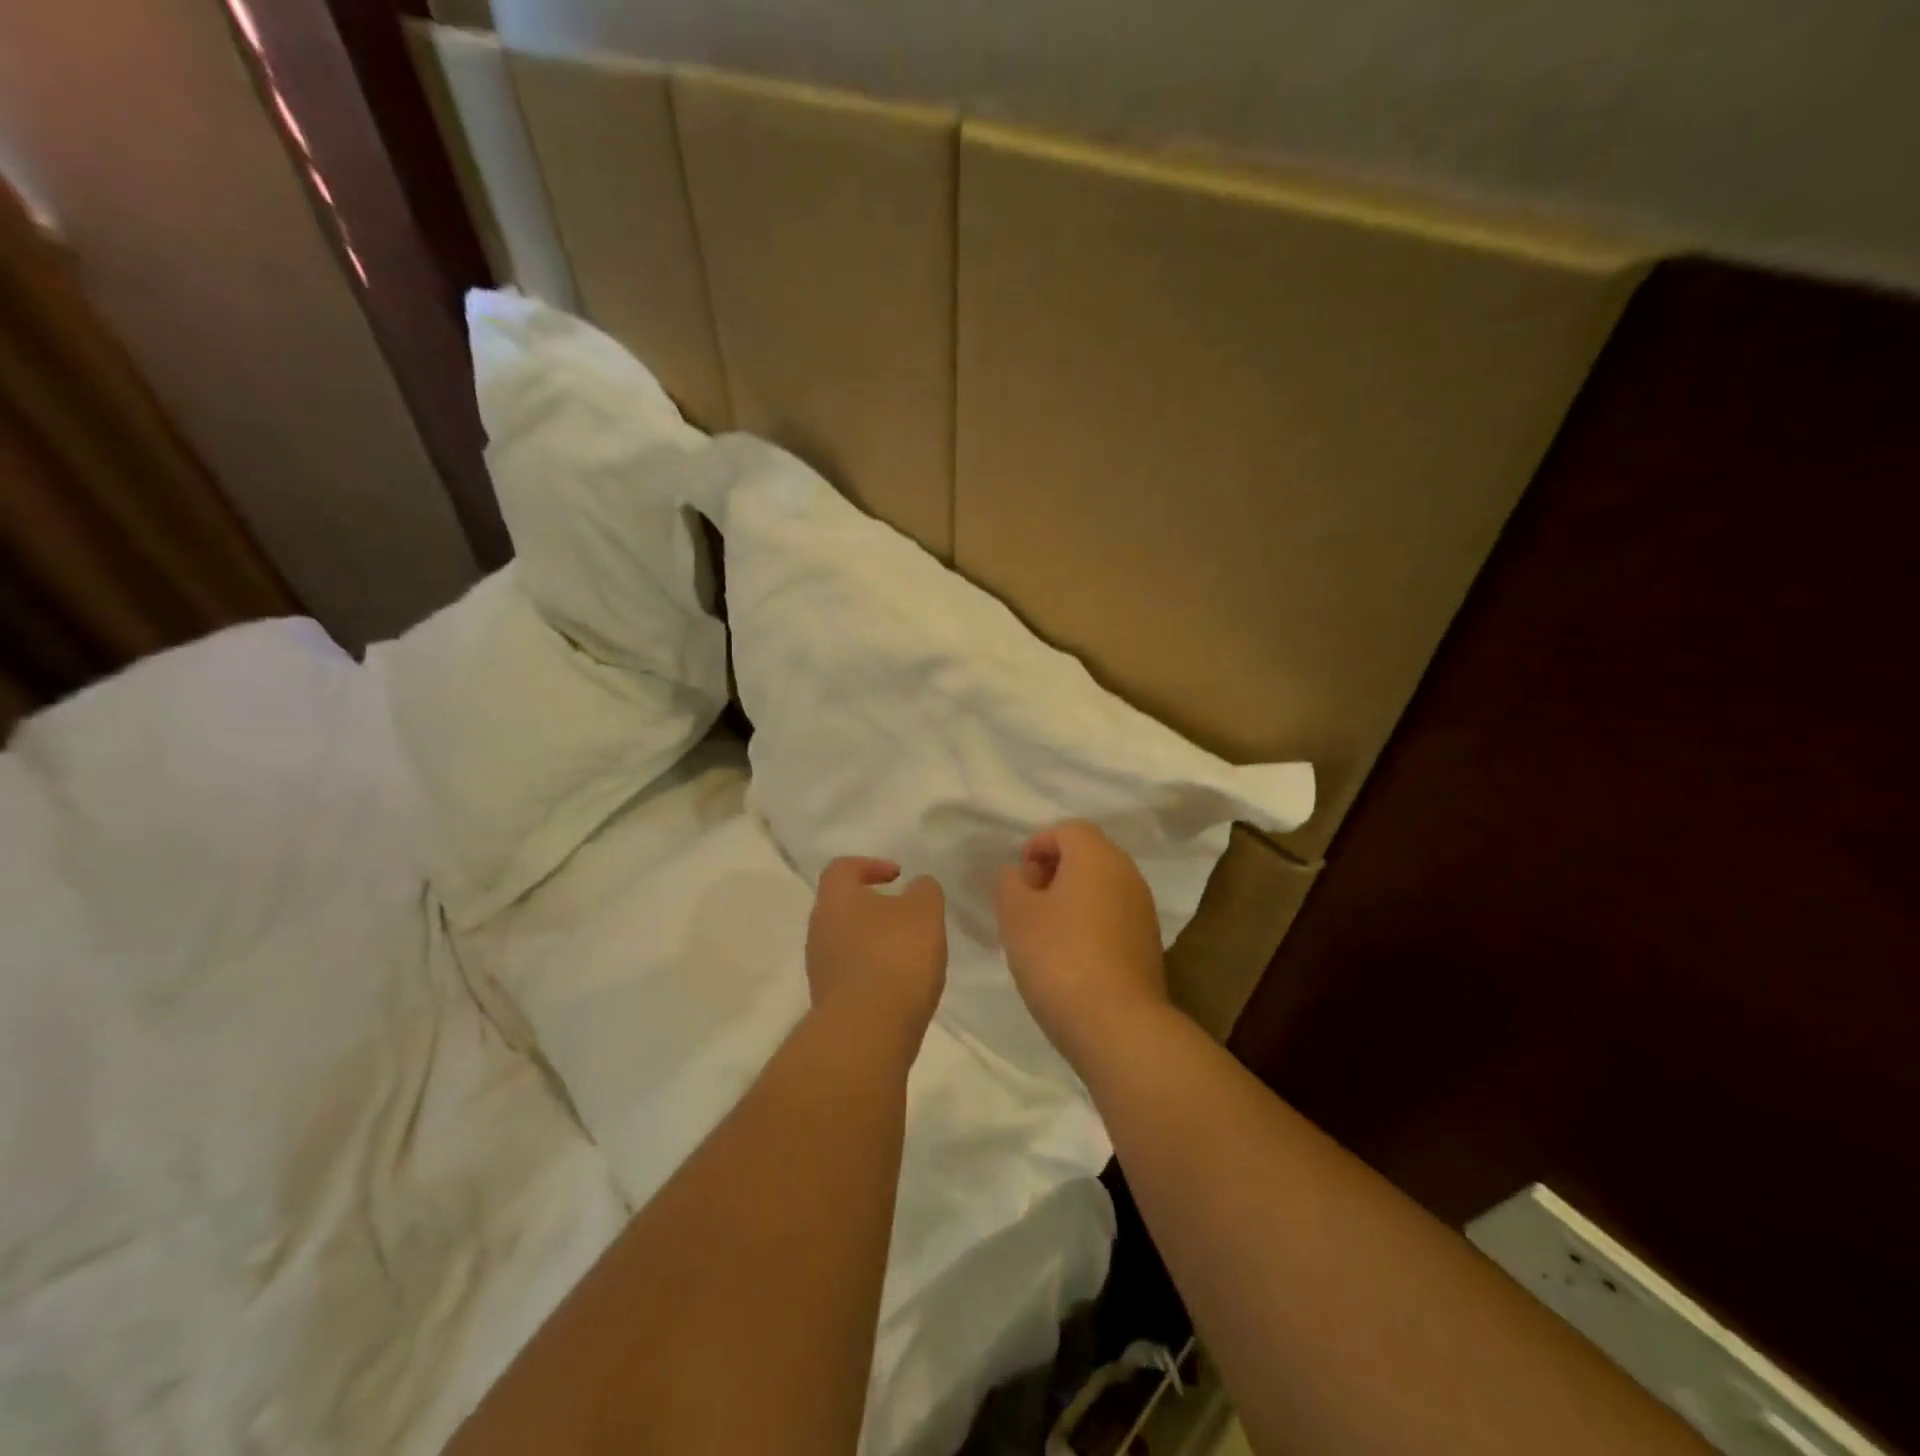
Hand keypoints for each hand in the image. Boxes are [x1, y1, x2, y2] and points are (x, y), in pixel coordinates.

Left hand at [806, 858, 947, 1055]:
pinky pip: (852, 974)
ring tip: (910, 953)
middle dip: (875, 907)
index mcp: (835, 899)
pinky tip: (901, 984)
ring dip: (875, 942)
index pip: (842, 868)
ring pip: (847, 942)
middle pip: (843, 906)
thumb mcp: (925, 912)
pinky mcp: (829, 1002)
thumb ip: (924, 891)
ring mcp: (820, 968)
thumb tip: (916, 887)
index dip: (870, 865)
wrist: (867, 1033)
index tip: (898, 876)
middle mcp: (819, 929)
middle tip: (907, 915)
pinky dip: (874, 972)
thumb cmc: (895, 957)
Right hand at [994, 820, 1169, 1070]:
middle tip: (1026, 901)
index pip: (1068, 829)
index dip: (1038, 845)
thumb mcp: (1016, 915)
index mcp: (1096, 856)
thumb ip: (1009, 883)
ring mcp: (1143, 909)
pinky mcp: (1149, 943)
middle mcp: (1127, 873)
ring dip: (1072, 898)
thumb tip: (1018, 873)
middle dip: (1054, 870)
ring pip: (1102, 886)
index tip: (1018, 877)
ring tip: (1044, 932)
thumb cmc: (1059, 957)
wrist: (1117, 1024)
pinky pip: (1114, 915)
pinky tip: (1070, 956)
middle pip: (1088, 855)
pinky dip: (1091, 922)